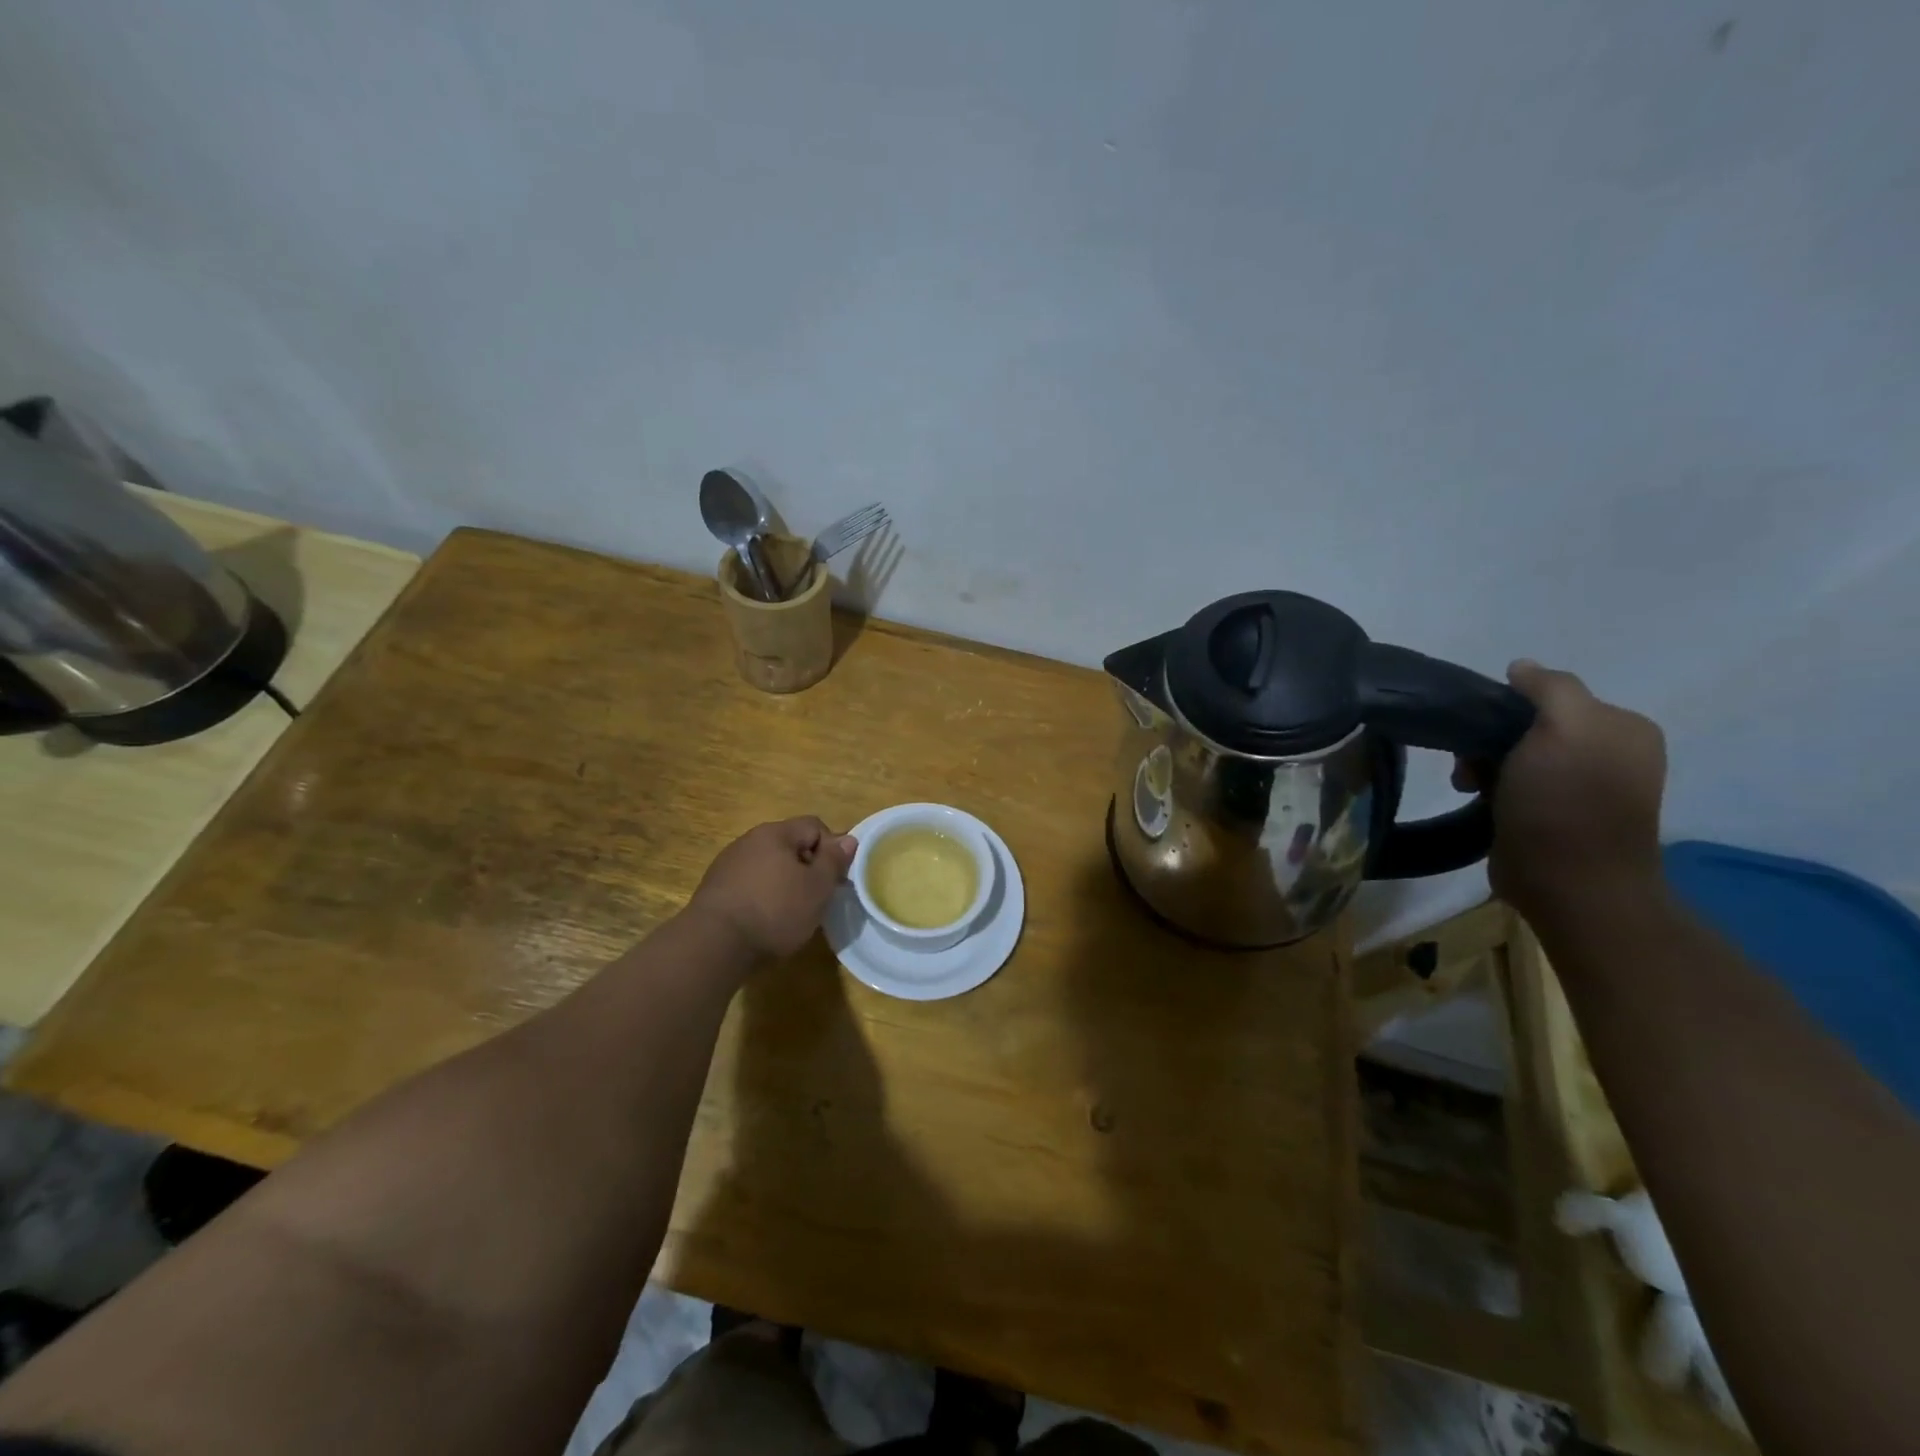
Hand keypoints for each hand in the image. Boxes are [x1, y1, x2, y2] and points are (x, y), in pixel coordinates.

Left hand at [686, 817, 857, 961]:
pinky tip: (764, 922)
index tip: (834, 880)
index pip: (814, 826)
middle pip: (790, 845)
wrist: (713, 945)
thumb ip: (834, 861)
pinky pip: (749, 884)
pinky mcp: (714, 889)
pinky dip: (762, 897)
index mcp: (775, 833)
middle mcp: (749, 840)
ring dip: (784, 883)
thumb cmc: (774, 911)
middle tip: (816, 899)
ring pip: (769, 866)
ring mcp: (727, 864)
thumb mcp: (817, 888)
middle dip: (807, 868)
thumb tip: (848, 839)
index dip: (831, 850)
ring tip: (790, 914)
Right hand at [1456, 660, 1666, 922]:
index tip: (1479, 728)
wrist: (1569, 883)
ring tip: (1467, 785)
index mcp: (1622, 727)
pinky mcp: (1551, 816)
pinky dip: (1487, 788)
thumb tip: (1521, 667)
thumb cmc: (1566, 801)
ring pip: (1513, 755)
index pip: (1552, 695)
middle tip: (1468, 763)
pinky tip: (1477, 800)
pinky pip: (1510, 785)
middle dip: (1489, 738)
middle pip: (1528, 725)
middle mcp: (1607, 753)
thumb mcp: (1565, 727)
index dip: (1508, 705)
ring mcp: (1579, 788)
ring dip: (1481, 765)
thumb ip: (1549, 688)